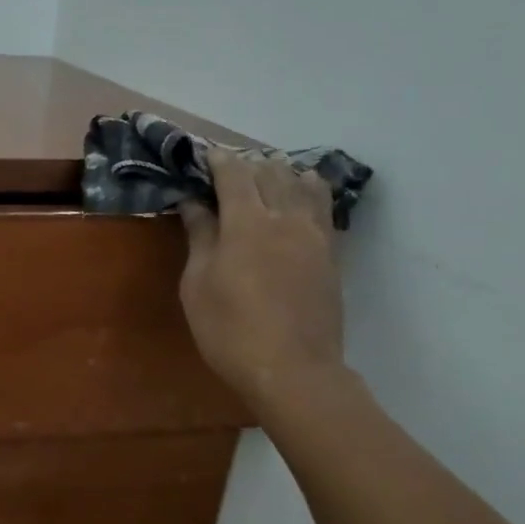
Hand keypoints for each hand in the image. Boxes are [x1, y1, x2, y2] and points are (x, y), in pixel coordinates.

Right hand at [178, 148, 343, 415]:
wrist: (293, 370)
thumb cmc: (230, 330)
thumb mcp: (198, 285)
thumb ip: (200, 237)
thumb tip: (194, 203)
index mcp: (246, 223)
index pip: (234, 174)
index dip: (219, 159)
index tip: (205, 153)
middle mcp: (284, 218)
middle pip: (270, 172)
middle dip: (248, 162)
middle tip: (229, 166)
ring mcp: (314, 234)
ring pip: (302, 184)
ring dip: (281, 171)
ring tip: (267, 171)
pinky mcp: (331, 253)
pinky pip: (323, 206)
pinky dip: (310, 189)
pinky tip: (303, 190)